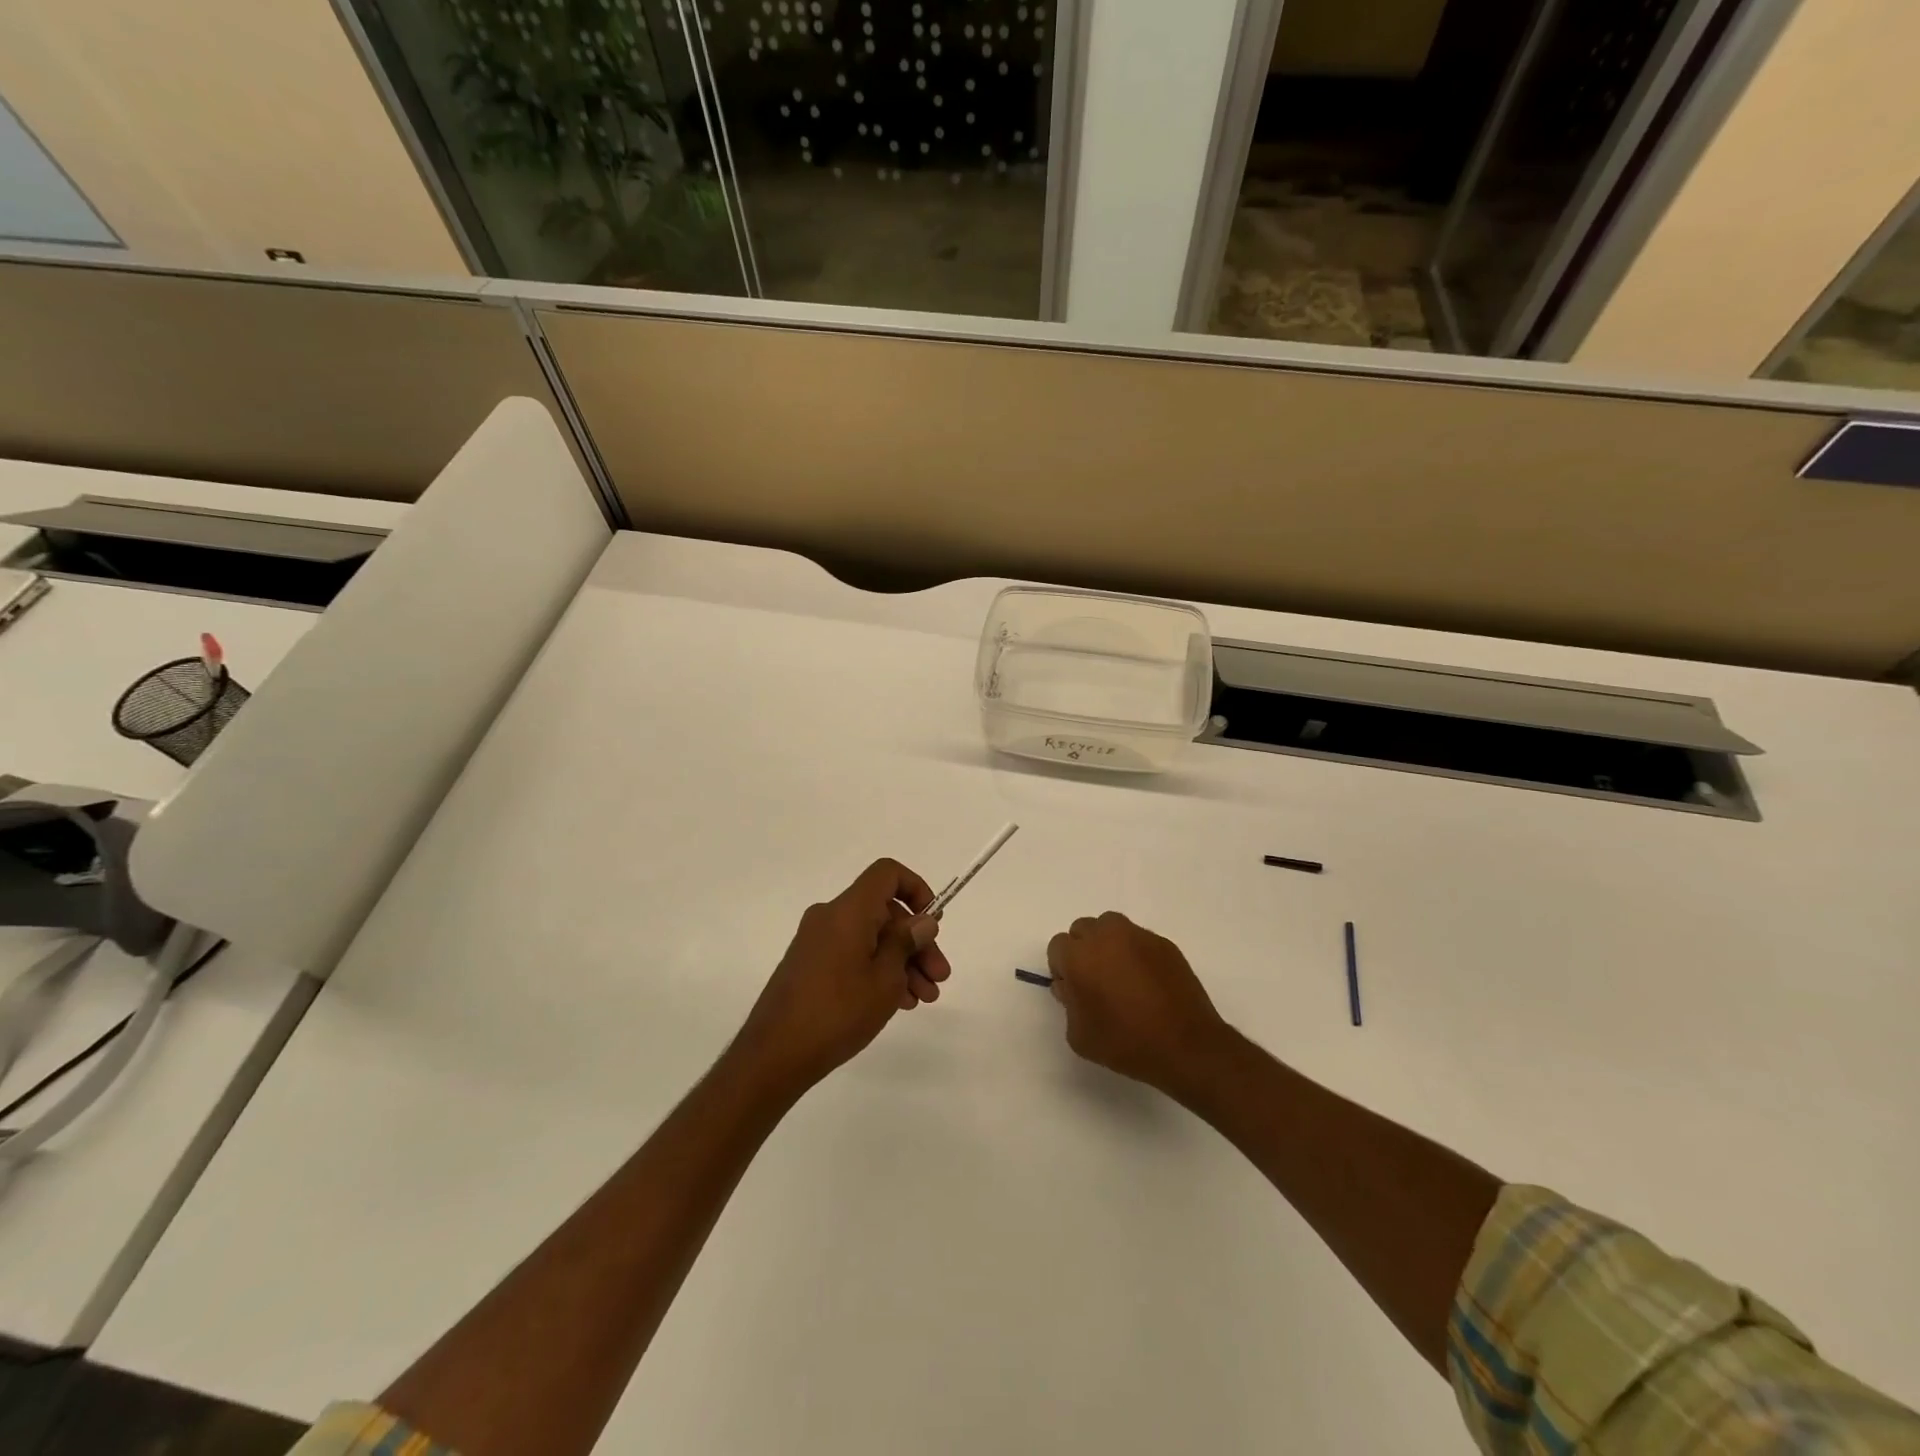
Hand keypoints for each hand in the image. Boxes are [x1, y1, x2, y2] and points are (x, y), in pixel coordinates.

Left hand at [735, 859, 951, 1092]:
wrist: (774, 1055)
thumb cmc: (837, 1012)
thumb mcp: (885, 979)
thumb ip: (906, 943)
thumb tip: (922, 921)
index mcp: (848, 910)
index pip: (887, 874)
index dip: (916, 888)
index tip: (932, 922)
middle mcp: (830, 917)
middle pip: (884, 912)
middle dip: (916, 942)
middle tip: (939, 977)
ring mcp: (817, 941)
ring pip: (871, 937)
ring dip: (901, 962)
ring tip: (925, 998)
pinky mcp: (809, 965)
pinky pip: (853, 954)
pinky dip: (877, 970)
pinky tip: (898, 1002)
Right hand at [1047, 912, 1227, 1094]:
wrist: (1186, 1046)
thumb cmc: (1126, 1043)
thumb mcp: (1079, 1035)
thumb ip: (1068, 1003)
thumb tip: (1072, 986)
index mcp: (1079, 957)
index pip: (1058, 947)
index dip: (1063, 968)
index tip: (1074, 990)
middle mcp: (1106, 936)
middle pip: (1082, 929)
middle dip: (1083, 950)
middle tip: (1095, 981)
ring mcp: (1138, 936)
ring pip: (1110, 927)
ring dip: (1108, 944)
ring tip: (1120, 975)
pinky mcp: (1163, 943)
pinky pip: (1139, 939)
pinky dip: (1135, 953)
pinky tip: (1146, 981)